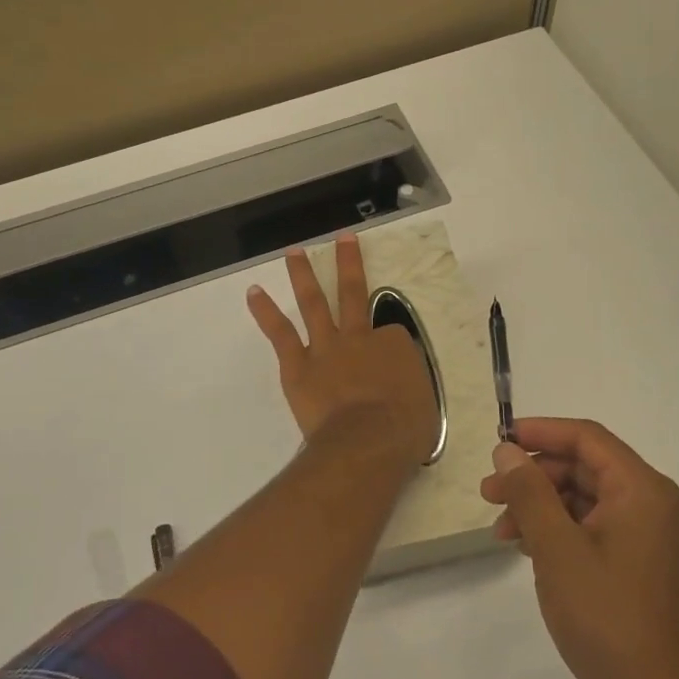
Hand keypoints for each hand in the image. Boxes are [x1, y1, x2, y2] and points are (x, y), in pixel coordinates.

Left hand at [247, 235, 439, 465]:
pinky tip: (253, 293)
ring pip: (314, 303)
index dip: (390, 348)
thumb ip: (409, 390)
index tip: (391, 369)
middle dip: (349, 262)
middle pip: (353, 293)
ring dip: (303, 275)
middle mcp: (360, 337)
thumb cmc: (404, 431)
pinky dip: (266, 311)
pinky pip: (280, 333)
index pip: (393, 335)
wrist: (368, 441)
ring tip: (293, 253)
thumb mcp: (424, 407)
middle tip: (342, 237)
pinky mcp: (298, 365)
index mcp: (396, 346)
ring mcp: (327, 347)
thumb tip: (400, 393)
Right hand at [481, 418, 678, 678]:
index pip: (586, 437)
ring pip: (583, 498)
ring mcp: (645, 535)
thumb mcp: (557, 548)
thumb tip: (508, 450)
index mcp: (641, 489)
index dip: (540, 432)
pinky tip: (526, 548)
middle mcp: (649, 503)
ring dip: (539, 505)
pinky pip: (591, 526)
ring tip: (501, 529)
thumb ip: (529, 492)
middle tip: (488, 492)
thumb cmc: (607, 617)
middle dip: (533, 475)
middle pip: (583, 467)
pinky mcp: (636, 563)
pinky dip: (556, 529)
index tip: (499, 441)